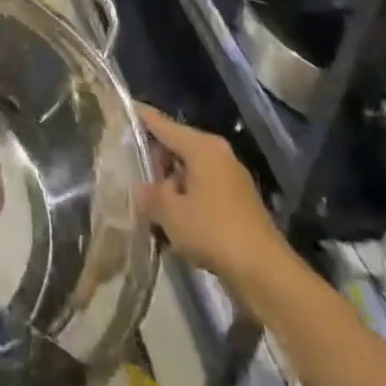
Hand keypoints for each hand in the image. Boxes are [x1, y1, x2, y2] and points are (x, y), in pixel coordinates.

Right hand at [136, 105, 286, 289]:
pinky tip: (169, 226)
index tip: (120, 111)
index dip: (140, 117)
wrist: (266, 274)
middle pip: (176, 147)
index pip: (163, 124)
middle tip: (126, 174)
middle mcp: (218, 155)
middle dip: (152, 161)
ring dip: (167, 188)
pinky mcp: (237, 205)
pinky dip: (184, 203)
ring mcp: (230, 180)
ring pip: (187, 173)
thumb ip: (149, 195)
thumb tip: (139, 189)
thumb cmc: (214, 232)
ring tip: (145, 206)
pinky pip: (201, 193)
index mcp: (202, 147)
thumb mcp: (170, 213)